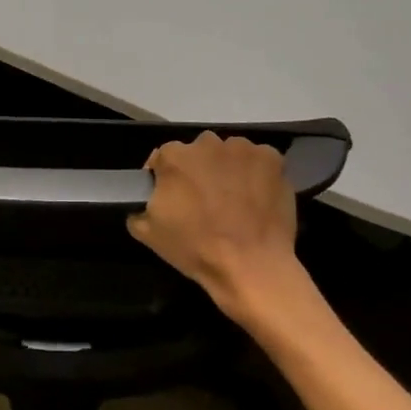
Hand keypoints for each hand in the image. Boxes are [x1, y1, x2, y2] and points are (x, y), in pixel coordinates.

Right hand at [126, 133, 309, 326]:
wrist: (250, 266)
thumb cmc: (195, 249)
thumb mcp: (148, 234)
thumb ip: (138, 209)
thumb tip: (143, 204)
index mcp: (173, 157)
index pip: (163, 158)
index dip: (165, 178)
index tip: (172, 198)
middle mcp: (206, 143)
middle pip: (198, 152)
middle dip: (198, 170)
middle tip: (204, 200)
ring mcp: (242, 149)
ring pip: (229, 153)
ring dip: (228, 169)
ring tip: (234, 200)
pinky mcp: (272, 159)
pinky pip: (259, 160)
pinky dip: (257, 174)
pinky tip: (257, 197)